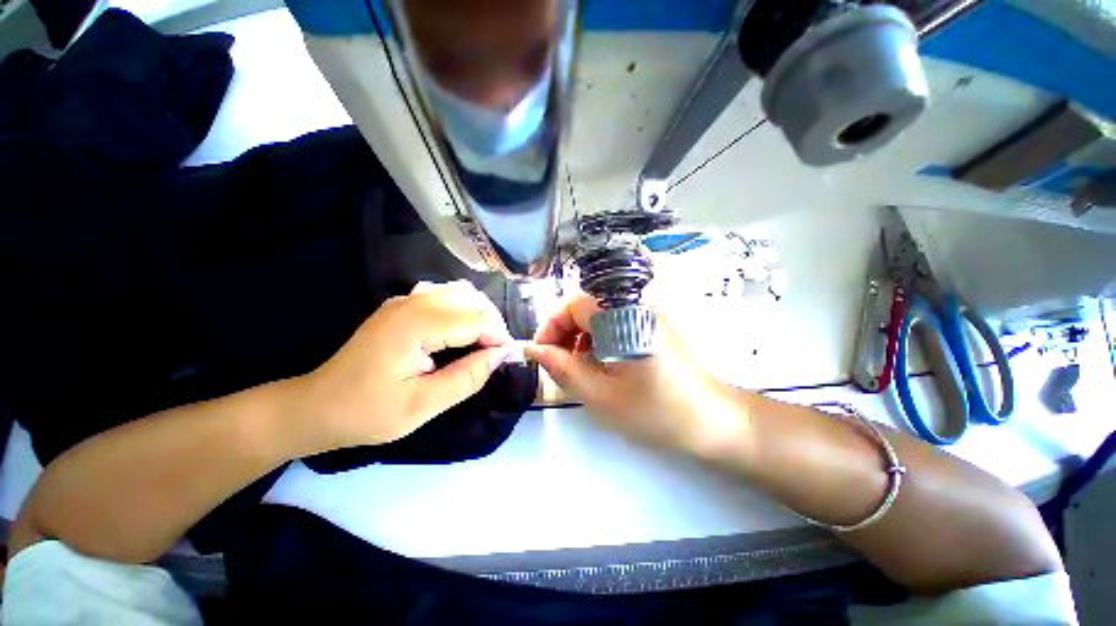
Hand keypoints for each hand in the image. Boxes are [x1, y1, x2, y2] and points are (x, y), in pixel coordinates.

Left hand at [294, 281, 514, 453]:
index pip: (475, 319)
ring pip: (460, 293)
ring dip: (479, 314)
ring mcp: (404, 300)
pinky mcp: (401, 306)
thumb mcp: (423, 406)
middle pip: (471, 298)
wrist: (317, 407)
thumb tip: (501, 354)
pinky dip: (462, 310)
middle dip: (492, 323)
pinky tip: (460, 332)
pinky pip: (445, 296)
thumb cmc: (367, 412)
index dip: (497, 337)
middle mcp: (412, 302)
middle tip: (494, 353)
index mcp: (416, 325)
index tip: (504, 359)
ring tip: (482, 343)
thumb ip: (468, 378)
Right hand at [525, 295, 747, 455]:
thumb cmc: (658, 412)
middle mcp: (636, 306)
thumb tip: (534, 350)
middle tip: (558, 365)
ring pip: (600, 316)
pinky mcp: (655, 326)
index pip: (574, 304)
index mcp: (623, 316)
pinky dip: (600, 340)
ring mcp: (648, 314)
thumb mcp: (601, 396)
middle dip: (565, 333)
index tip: (542, 354)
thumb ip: (563, 369)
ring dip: (581, 337)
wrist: (716, 421)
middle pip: (586, 307)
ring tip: (578, 369)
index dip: (552, 325)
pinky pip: (616, 323)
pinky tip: (601, 365)